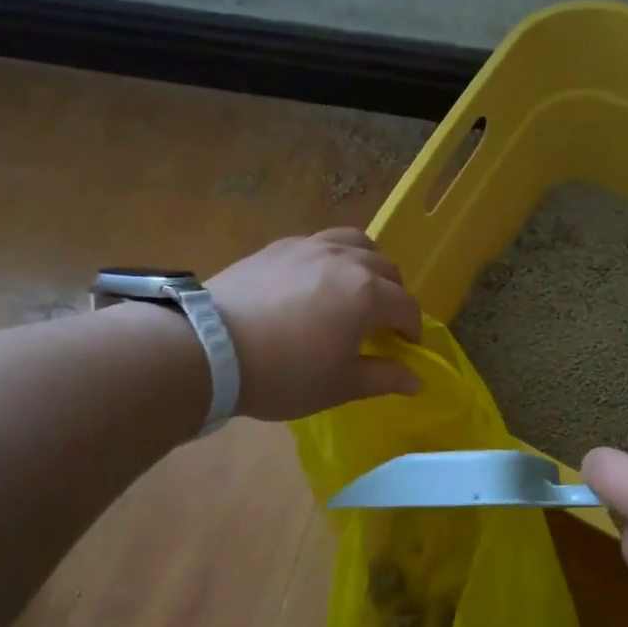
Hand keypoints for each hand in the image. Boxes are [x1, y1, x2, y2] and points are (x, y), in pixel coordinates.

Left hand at [205, 228, 421, 420]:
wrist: (210, 350)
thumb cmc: (285, 374)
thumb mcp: (340, 385)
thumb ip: (384, 378)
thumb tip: (417, 381)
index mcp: (368, 294)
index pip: (407, 307)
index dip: (413, 330)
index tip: (406, 349)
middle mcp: (345, 260)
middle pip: (387, 269)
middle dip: (394, 296)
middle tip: (382, 324)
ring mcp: (310, 247)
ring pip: (356, 243)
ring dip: (368, 265)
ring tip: (356, 289)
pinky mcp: (279, 247)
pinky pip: (320, 242)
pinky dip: (333, 258)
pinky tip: (317, 282)